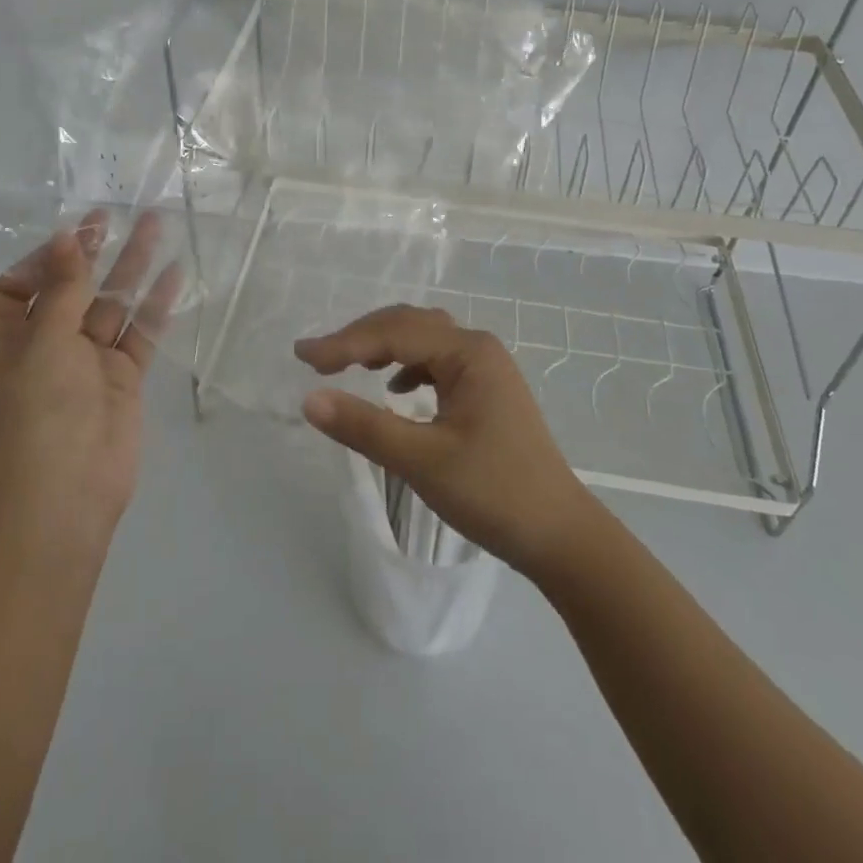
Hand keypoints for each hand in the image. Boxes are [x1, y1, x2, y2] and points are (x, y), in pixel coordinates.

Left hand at [0, 209, 181, 553]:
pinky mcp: (120, 377)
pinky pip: (137, 332)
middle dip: (91, 252)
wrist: (67, 495)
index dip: (41, 259)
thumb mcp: (44, 342)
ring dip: (130, 268)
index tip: (72, 237)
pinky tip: (175, 273)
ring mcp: (84, 362)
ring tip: (156, 225)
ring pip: (108, 304)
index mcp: (1, 342)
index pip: (14, 287)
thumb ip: (63, 288)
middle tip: (114, 215)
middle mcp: (41, 347)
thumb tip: (66, 237)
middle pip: (67, 288)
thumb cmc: (38, 414)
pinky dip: (154, 305)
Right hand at [295, 305, 597, 579]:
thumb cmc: (494, 494)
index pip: (393, 333)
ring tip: (346, 365)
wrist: (561, 536)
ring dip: (381, 347)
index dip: (344, 342)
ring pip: (422, 340)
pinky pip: (436, 362)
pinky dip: (406, 366)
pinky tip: (393, 388)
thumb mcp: (422, 461)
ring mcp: (485, 368)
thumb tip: (309, 399)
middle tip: (316, 360)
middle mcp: (477, 348)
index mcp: (468, 352)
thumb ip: (364, 426)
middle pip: (407, 326)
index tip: (301, 357)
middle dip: (359, 338)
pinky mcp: (486, 391)